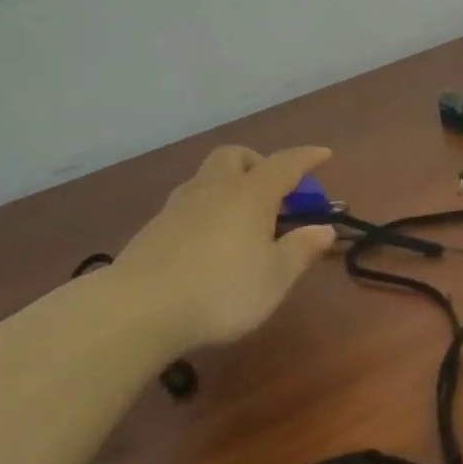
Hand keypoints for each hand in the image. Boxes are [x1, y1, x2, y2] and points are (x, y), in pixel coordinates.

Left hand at [112, 144, 338, 352]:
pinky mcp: (154, 228)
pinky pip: (188, 203)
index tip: (324, 153)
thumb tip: (324, 228)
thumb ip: (300, 250)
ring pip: (207, 177)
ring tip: (241, 217)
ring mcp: (178, 206)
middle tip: (273, 190)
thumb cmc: (221, 291)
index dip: (307, 157)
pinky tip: (209, 239)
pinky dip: (207, 209)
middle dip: (258, 162)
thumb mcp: (275, 278)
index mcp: (250, 194)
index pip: (284, 164)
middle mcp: (214, 189)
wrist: (139, 310)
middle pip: (235, 156)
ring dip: (229, 184)